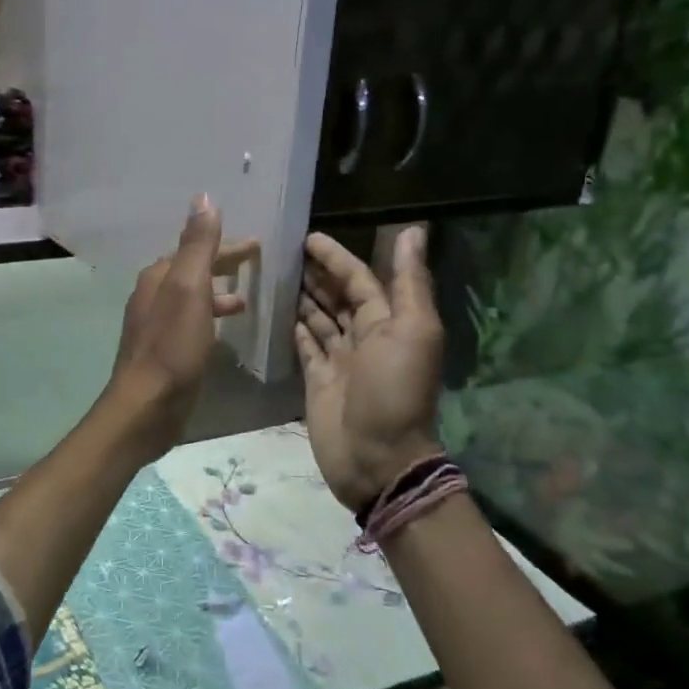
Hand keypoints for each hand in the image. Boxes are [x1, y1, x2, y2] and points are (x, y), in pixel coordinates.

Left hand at [109, 195, 256, 456]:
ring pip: (191, 298)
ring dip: (217, 293)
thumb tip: (202, 199)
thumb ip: (197, 246)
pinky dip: (209, 317)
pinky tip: (224, 333)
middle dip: (222, 265)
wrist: (147, 405)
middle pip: (192, 271)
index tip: (257, 245)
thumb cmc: (171, 345)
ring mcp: (155, 325)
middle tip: (256, 264)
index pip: (195, 250)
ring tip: (245, 300)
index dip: (226, 245)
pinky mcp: (163, 352)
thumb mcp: (189, 288)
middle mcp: (152, 296)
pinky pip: (191, 322)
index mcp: (158, 277)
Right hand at [294, 227, 444, 510]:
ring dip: (304, 296)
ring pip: (320, 318)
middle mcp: (364, 337)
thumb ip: (409, 282)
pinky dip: (295, 327)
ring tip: (276, 273)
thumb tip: (413, 229)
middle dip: (318, 273)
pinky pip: (305, 345)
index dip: (337, 257)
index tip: (309, 238)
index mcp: (389, 322)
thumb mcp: (412, 333)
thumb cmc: (394, 392)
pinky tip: (278, 310)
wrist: (377, 459)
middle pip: (339, 296)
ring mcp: (339, 359)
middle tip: (285, 251)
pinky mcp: (317, 379)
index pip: (359, 279)